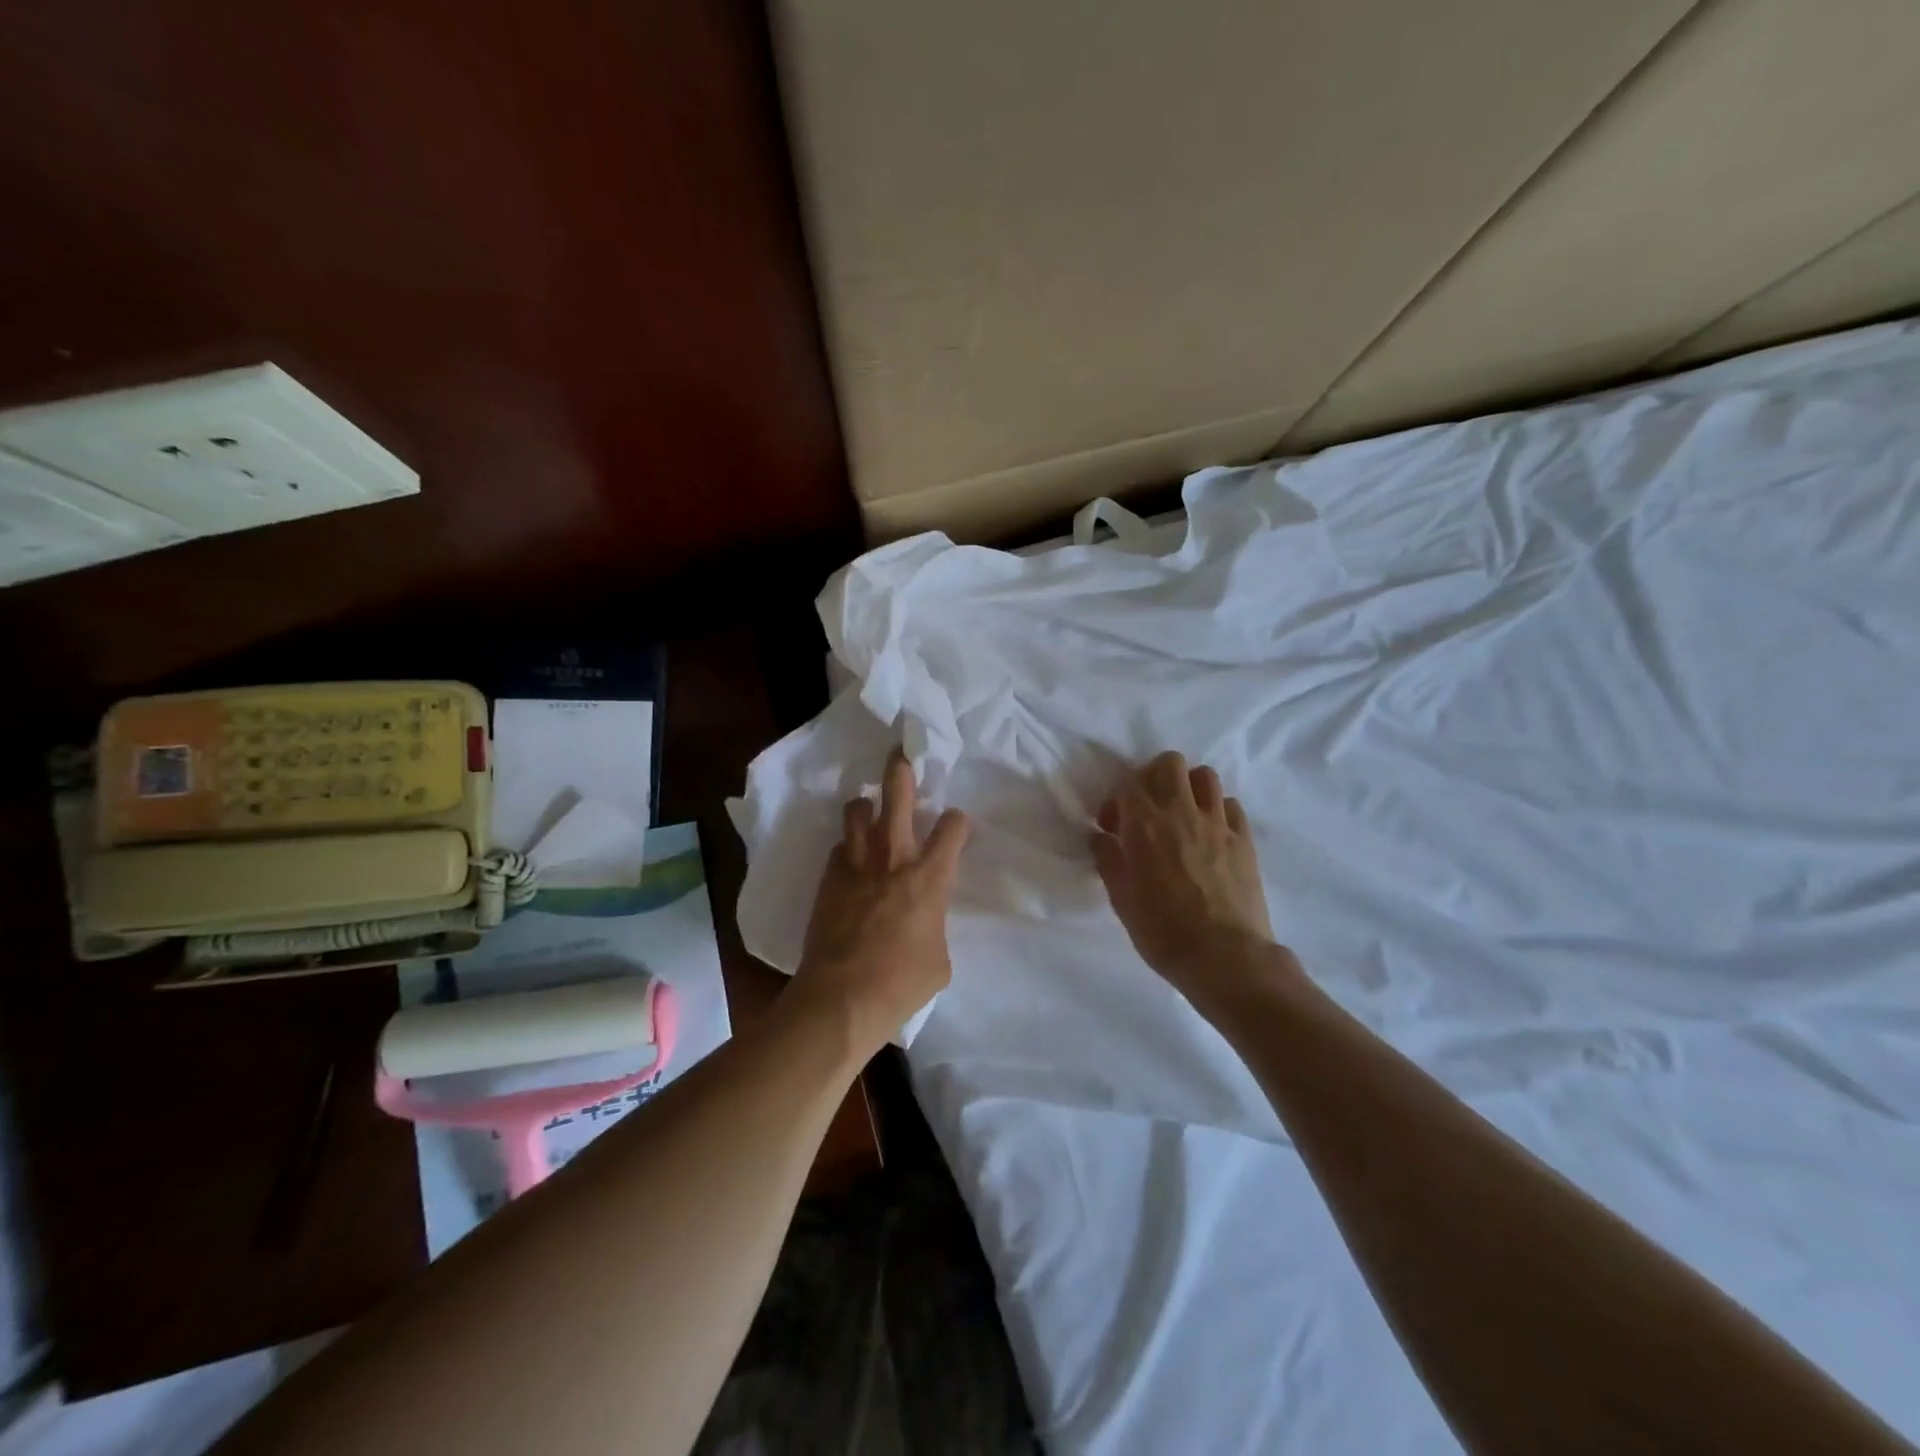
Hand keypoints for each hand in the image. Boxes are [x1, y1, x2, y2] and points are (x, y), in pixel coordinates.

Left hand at [790, 749, 970, 1056]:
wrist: (842, 998)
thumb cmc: (902, 983)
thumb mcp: (940, 959)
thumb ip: (935, 926)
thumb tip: (924, 922)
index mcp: (931, 875)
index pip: (953, 826)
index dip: (957, 822)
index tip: (955, 829)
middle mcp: (894, 857)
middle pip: (897, 792)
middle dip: (901, 768)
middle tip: (901, 755)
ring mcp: (856, 864)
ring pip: (857, 809)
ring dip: (866, 807)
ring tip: (870, 814)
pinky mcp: (827, 878)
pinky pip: (838, 848)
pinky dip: (846, 849)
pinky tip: (849, 863)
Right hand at [1092, 752, 1277, 995]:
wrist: (1224, 957)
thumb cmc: (1162, 931)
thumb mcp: (1121, 899)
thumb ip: (1108, 859)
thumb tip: (1101, 836)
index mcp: (1144, 825)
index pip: (1128, 785)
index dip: (1116, 802)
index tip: (1112, 828)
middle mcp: (1181, 812)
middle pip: (1170, 763)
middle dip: (1154, 777)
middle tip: (1149, 807)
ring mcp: (1217, 823)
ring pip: (1204, 776)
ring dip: (1189, 787)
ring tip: (1182, 814)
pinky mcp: (1243, 839)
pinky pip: (1230, 805)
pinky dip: (1217, 810)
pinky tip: (1210, 833)